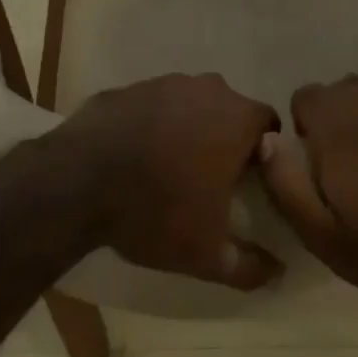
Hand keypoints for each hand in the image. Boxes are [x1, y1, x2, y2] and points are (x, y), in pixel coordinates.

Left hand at [53, 74, 283, 290]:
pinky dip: (150, 124)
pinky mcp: (128, 88)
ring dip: (187, 128)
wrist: (78, 182)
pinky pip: (151, 106)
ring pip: (189, 104)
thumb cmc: (157, 211)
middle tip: (209, 178)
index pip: (268, 125)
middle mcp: (208, 89)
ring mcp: (165, 83)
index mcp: (238, 119)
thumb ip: (249, 265)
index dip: (263, 152)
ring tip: (167, 167)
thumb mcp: (206, 254)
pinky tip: (133, 156)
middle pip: (229, 111)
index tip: (247, 181)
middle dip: (224, 138)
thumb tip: (279, 273)